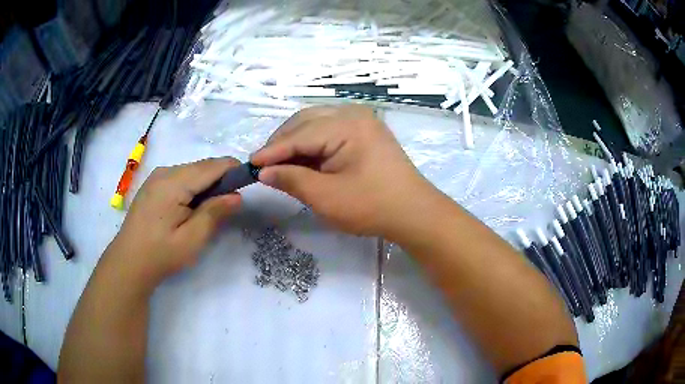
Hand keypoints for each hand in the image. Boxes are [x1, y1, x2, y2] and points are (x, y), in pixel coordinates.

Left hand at [104, 158, 241, 288]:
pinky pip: (180, 178)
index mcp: (174, 182)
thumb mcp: (192, 239)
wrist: (128, 262)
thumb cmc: (161, 254)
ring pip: (191, 171)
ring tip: (209, 210)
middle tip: (229, 206)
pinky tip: (191, 208)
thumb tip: (237, 196)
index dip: (233, 170)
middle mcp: (165, 172)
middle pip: (202, 166)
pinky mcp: (153, 185)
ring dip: (206, 185)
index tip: (248, 184)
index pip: (212, 166)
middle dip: (220, 180)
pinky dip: (192, 188)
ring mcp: (157, 177)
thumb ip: (214, 213)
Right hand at [251, 105, 435, 237]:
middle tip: (265, 165)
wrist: (414, 212)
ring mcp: (362, 120)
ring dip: (295, 141)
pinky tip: (303, 158)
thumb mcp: (326, 197)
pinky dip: (312, 143)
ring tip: (281, 163)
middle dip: (282, 143)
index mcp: (347, 125)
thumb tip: (264, 171)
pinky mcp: (365, 130)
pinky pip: (329, 129)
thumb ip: (291, 179)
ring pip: (316, 122)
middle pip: (305, 121)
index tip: (250, 164)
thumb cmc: (372, 207)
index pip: (299, 135)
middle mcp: (354, 113)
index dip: (272, 151)